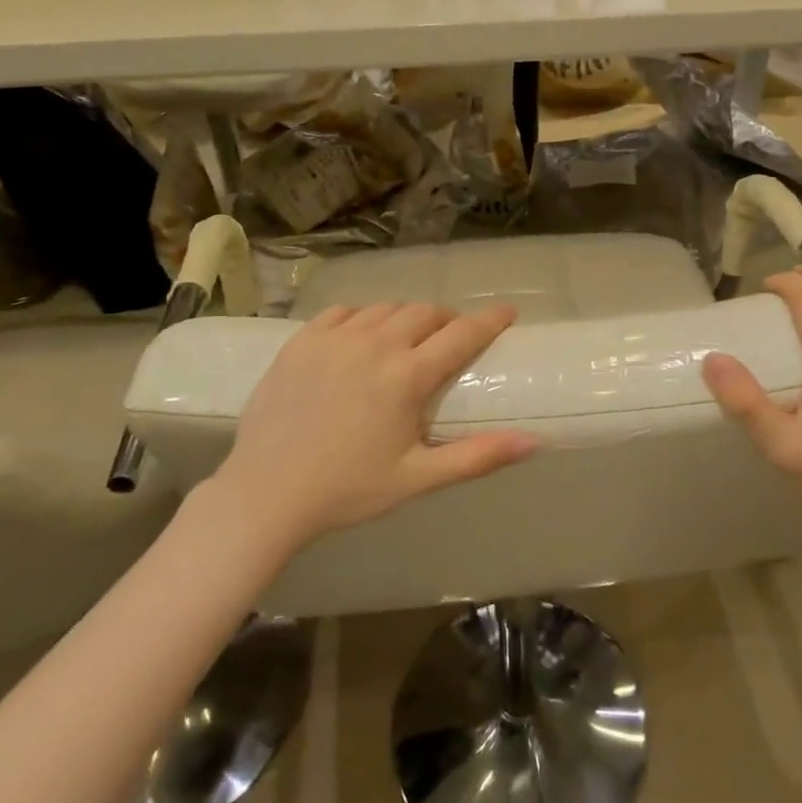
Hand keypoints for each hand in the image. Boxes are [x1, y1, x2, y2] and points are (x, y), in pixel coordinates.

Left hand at [214, 302, 537, 547]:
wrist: (266, 493)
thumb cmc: (348, 489)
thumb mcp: (418, 478)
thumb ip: (477, 457)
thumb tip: (534, 442)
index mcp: (406, 376)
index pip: (461, 334)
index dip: (490, 320)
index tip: (508, 311)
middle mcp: (374, 345)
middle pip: (424, 312)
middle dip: (446, 320)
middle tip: (451, 338)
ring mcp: (334, 338)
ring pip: (384, 309)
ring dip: (406, 318)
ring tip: (407, 339)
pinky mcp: (301, 340)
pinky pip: (343, 312)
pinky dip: (362, 318)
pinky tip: (361, 337)